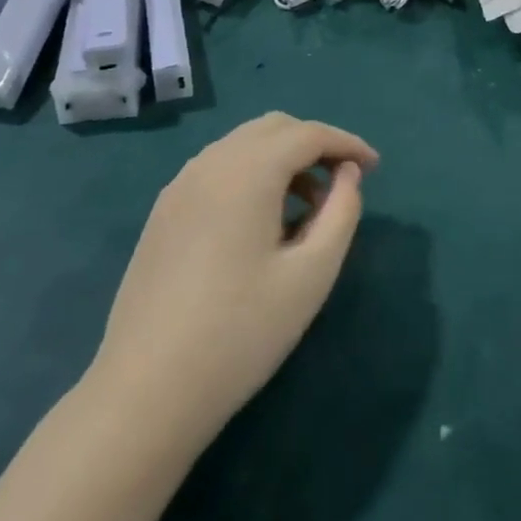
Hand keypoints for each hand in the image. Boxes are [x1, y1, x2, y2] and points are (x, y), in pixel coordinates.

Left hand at [89, 113, 378, 444]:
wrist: (145, 391)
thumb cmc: (240, 333)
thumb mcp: (311, 275)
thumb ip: (341, 213)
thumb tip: (348, 175)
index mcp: (248, 171)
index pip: (308, 134)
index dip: (347, 143)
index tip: (375, 168)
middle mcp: (211, 162)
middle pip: (274, 128)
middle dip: (314, 144)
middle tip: (342, 182)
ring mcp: (180, 184)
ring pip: (243, 145)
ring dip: (282, 158)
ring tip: (307, 207)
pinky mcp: (164, 210)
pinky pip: (218, 168)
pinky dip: (251, 174)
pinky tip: (262, 221)